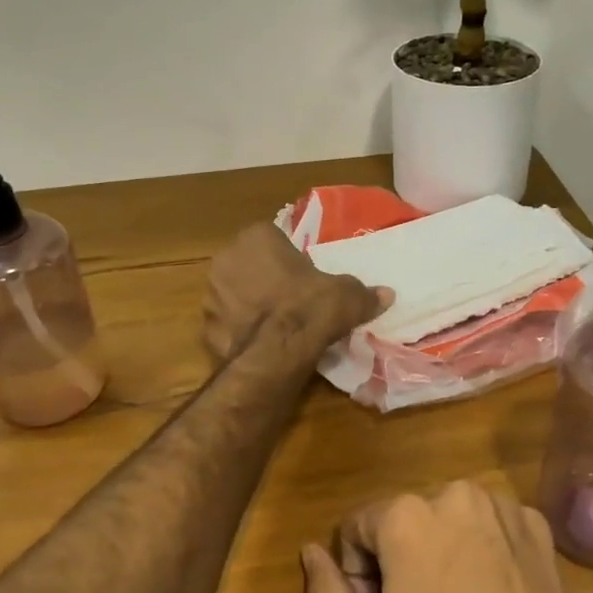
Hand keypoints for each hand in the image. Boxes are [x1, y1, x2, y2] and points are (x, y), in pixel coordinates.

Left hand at [203, 222, 389, 362]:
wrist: (274, 355)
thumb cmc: (309, 308)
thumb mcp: (346, 296)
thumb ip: (364, 293)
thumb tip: (387, 295)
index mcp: (256, 237)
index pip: (272, 237)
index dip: (289, 257)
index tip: (304, 276)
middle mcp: (226, 258)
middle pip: (250, 264)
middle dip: (266, 278)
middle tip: (292, 298)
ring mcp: (211, 293)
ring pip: (235, 293)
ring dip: (250, 303)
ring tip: (277, 324)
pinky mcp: (206, 326)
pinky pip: (228, 322)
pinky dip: (241, 330)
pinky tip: (262, 343)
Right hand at [301, 481, 592, 592]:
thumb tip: (310, 550)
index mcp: (405, 515)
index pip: (357, 529)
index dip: (360, 575)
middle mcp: (453, 493)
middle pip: (404, 521)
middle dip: (401, 559)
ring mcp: (500, 505)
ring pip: (449, 520)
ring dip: (443, 550)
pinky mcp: (535, 524)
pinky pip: (491, 526)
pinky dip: (485, 550)